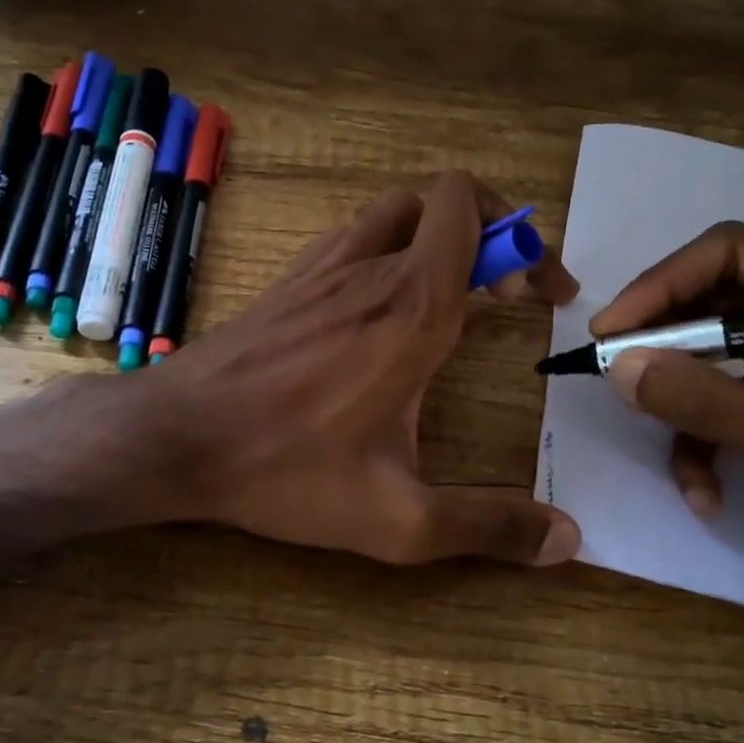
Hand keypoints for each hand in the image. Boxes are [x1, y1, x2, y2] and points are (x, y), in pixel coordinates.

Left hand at [145, 171, 583, 565]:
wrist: (175, 437)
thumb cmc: (285, 468)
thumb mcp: (396, 518)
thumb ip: (486, 525)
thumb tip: (568, 540)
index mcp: (411, 307)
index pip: (471, 213)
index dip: (523, 239)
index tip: (541, 294)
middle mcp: (370, 268)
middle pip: (442, 202)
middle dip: (488, 234)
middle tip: (500, 295)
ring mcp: (322, 267)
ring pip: (395, 212)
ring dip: (435, 236)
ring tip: (450, 294)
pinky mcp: (289, 281)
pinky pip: (353, 237)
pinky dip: (387, 249)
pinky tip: (381, 308)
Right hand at [591, 222, 743, 597]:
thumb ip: (712, 405)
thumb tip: (619, 367)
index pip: (735, 252)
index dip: (661, 286)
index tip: (609, 333)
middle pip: (713, 291)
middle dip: (662, 341)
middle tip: (612, 375)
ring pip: (708, 341)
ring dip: (682, 398)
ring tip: (670, 450)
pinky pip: (722, 383)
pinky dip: (704, 432)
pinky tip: (706, 488)